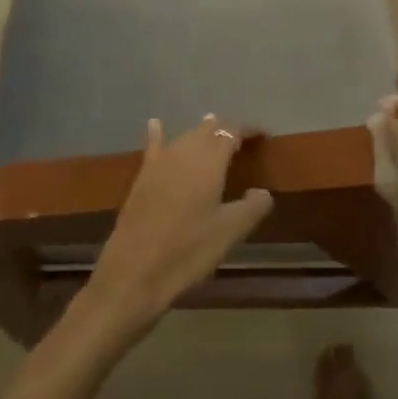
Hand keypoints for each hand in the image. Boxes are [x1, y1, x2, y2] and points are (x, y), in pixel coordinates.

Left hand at [79, 116, 273, 342]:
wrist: (134, 274)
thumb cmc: (188, 251)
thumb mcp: (230, 232)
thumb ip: (253, 207)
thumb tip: (262, 192)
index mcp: (209, 162)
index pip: (231, 132)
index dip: (248, 130)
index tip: (263, 136)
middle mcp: (183, 153)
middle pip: (207, 131)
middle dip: (225, 130)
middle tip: (241, 139)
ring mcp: (158, 165)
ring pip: (184, 137)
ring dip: (200, 133)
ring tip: (212, 129)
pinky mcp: (141, 180)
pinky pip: (154, 148)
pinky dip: (158, 134)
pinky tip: (155, 124)